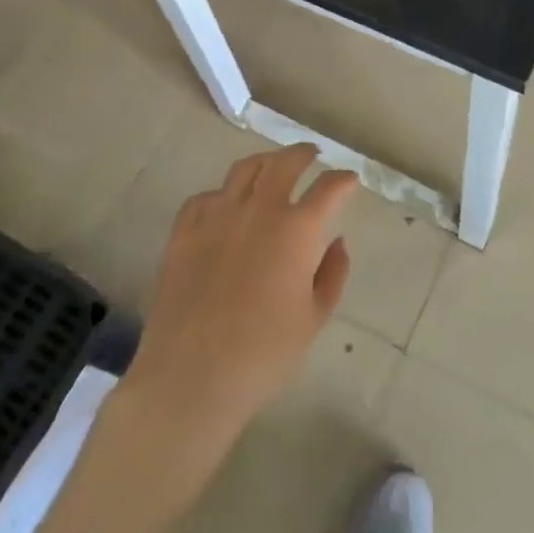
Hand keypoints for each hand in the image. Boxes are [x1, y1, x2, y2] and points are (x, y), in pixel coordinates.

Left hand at [125, 144, 356, 445]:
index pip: (328, 187)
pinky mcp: (184, 232)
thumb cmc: (263, 355)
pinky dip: (222, 194)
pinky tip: (225, 206)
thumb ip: (332, 274)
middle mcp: (258, 210)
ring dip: (265, 162)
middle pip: (284, 163)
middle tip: (311, 156)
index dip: (343, 180)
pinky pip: (205, 197)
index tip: (349, 180)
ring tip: (271, 168)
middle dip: (303, 154)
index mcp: (296, 230)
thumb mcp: (313, 319)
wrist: (190, 378)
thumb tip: (337, 242)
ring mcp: (216, 217)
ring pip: (244, 170)